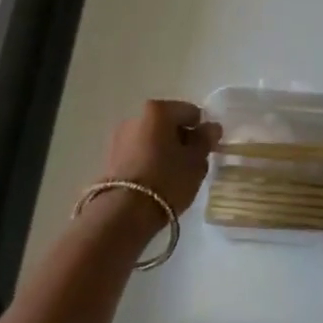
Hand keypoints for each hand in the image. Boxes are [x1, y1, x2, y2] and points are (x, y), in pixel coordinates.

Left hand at [101, 99, 220, 223]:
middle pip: (169, 124)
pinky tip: (156, 181)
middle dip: (182, 140)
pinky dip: (150, 161)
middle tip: (192, 164)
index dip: (203, 130)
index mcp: (159, 111)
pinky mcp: (110, 157)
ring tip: (173, 176)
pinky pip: (139, 153)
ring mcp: (120, 137)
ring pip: (153, 139)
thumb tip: (211, 127)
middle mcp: (135, 117)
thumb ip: (206, 140)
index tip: (206, 151)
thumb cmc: (167, 180)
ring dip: (165, 151)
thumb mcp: (196, 161)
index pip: (191, 112)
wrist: (124, 212)